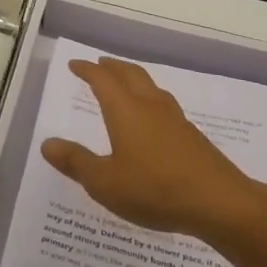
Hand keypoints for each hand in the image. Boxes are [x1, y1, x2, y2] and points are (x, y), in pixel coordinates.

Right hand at [41, 58, 263, 240]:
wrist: (219, 202)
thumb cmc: (155, 190)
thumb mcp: (105, 183)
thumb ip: (76, 162)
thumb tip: (47, 143)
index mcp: (125, 110)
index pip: (102, 80)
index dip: (87, 70)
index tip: (75, 65)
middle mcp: (149, 105)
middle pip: (130, 74)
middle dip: (112, 67)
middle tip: (99, 64)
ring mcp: (174, 118)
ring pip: (150, 86)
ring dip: (133, 78)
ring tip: (125, 84)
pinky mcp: (191, 135)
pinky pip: (164, 104)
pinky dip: (150, 99)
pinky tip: (153, 118)